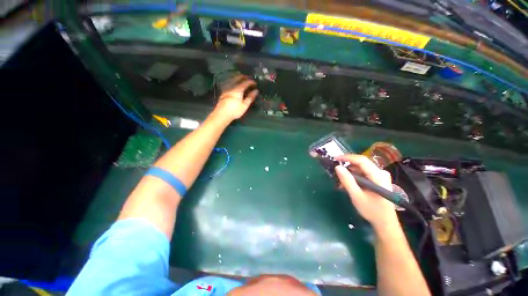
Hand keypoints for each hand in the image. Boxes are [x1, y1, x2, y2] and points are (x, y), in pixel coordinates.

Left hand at [215, 75, 258, 120]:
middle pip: (238, 78)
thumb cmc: (235, 110)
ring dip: (238, 78)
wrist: (222, 114)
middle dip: (244, 77)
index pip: (246, 83)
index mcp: (238, 89)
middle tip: (248, 78)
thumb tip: (256, 91)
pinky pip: (229, 83)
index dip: (251, 82)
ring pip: (232, 80)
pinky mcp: (223, 92)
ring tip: (242, 80)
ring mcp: (226, 89)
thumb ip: (250, 97)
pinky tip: (234, 85)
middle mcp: (232, 87)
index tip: (255, 83)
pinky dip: (233, 82)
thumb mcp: (244, 105)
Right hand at [334, 154, 397, 229]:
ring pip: (361, 168)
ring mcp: (380, 175)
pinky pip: (363, 173)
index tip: (334, 158)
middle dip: (347, 167)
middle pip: (361, 163)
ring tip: (341, 183)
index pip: (361, 160)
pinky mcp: (378, 179)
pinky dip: (354, 177)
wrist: (385, 223)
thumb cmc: (372, 210)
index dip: (347, 157)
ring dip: (350, 173)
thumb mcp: (356, 196)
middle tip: (336, 173)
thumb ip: (347, 180)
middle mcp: (381, 172)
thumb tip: (337, 166)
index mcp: (378, 176)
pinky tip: (349, 184)